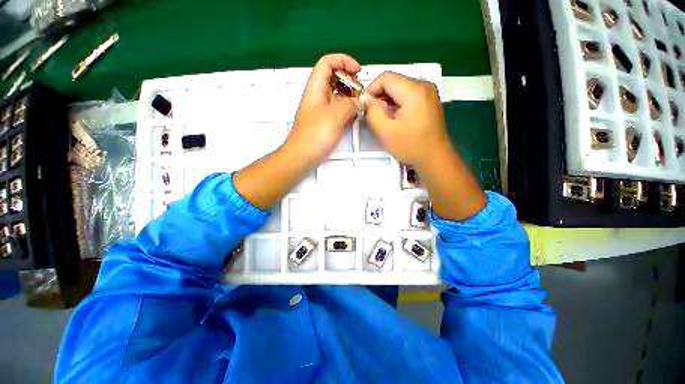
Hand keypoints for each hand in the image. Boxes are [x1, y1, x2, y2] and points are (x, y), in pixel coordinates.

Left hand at [286, 54, 361, 165]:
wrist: (303, 156)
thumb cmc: (316, 134)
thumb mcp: (335, 115)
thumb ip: (350, 104)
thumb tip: (361, 100)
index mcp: (316, 88)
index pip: (327, 62)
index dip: (343, 61)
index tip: (358, 71)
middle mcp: (319, 96)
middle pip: (334, 79)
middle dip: (350, 81)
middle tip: (361, 92)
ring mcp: (323, 111)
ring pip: (338, 96)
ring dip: (350, 98)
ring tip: (361, 106)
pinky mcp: (326, 123)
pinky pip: (339, 111)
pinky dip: (348, 111)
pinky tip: (355, 118)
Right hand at [363, 72, 485, 220]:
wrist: (435, 158)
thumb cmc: (410, 146)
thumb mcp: (386, 131)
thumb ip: (372, 112)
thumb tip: (365, 99)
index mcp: (414, 90)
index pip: (386, 77)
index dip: (371, 89)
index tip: (364, 106)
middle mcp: (424, 85)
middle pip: (394, 81)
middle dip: (380, 96)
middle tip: (373, 114)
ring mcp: (429, 92)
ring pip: (400, 88)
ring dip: (388, 101)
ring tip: (384, 118)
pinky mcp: (429, 100)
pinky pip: (408, 95)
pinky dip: (397, 103)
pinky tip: (395, 118)